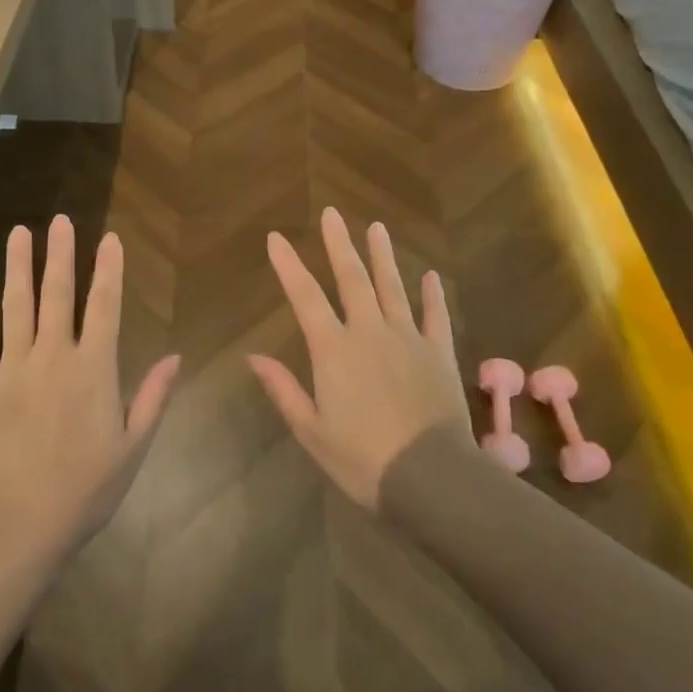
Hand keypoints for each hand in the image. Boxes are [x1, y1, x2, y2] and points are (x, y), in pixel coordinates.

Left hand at [0, 215, 180, 564]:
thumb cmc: (85, 490)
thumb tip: (175, 356)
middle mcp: (52, 357)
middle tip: (59, 220)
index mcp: (93, 369)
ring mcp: (12, 369)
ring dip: (17, 268)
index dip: (109, 270)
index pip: (104, 306)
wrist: (20, 525)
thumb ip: (153, 396)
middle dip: (60, 255)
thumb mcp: (133, 447)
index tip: (110, 239)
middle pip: (57, 295)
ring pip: (15, 307)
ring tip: (18, 233)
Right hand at [249, 208, 471, 508]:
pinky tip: (429, 275)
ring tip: (376, 227)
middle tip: (332, 214)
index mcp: (334, 350)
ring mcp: (408, 338)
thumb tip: (253, 357)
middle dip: (339, 244)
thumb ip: (284, 390)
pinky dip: (432, 295)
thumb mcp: (312, 431)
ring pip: (393, 287)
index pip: (305, 297)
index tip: (276, 238)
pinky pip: (436, 316)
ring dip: (383, 256)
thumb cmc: (362, 460)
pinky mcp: (439, 353)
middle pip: (352, 279)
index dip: (289, 265)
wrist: (430, 477)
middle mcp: (369, 332)